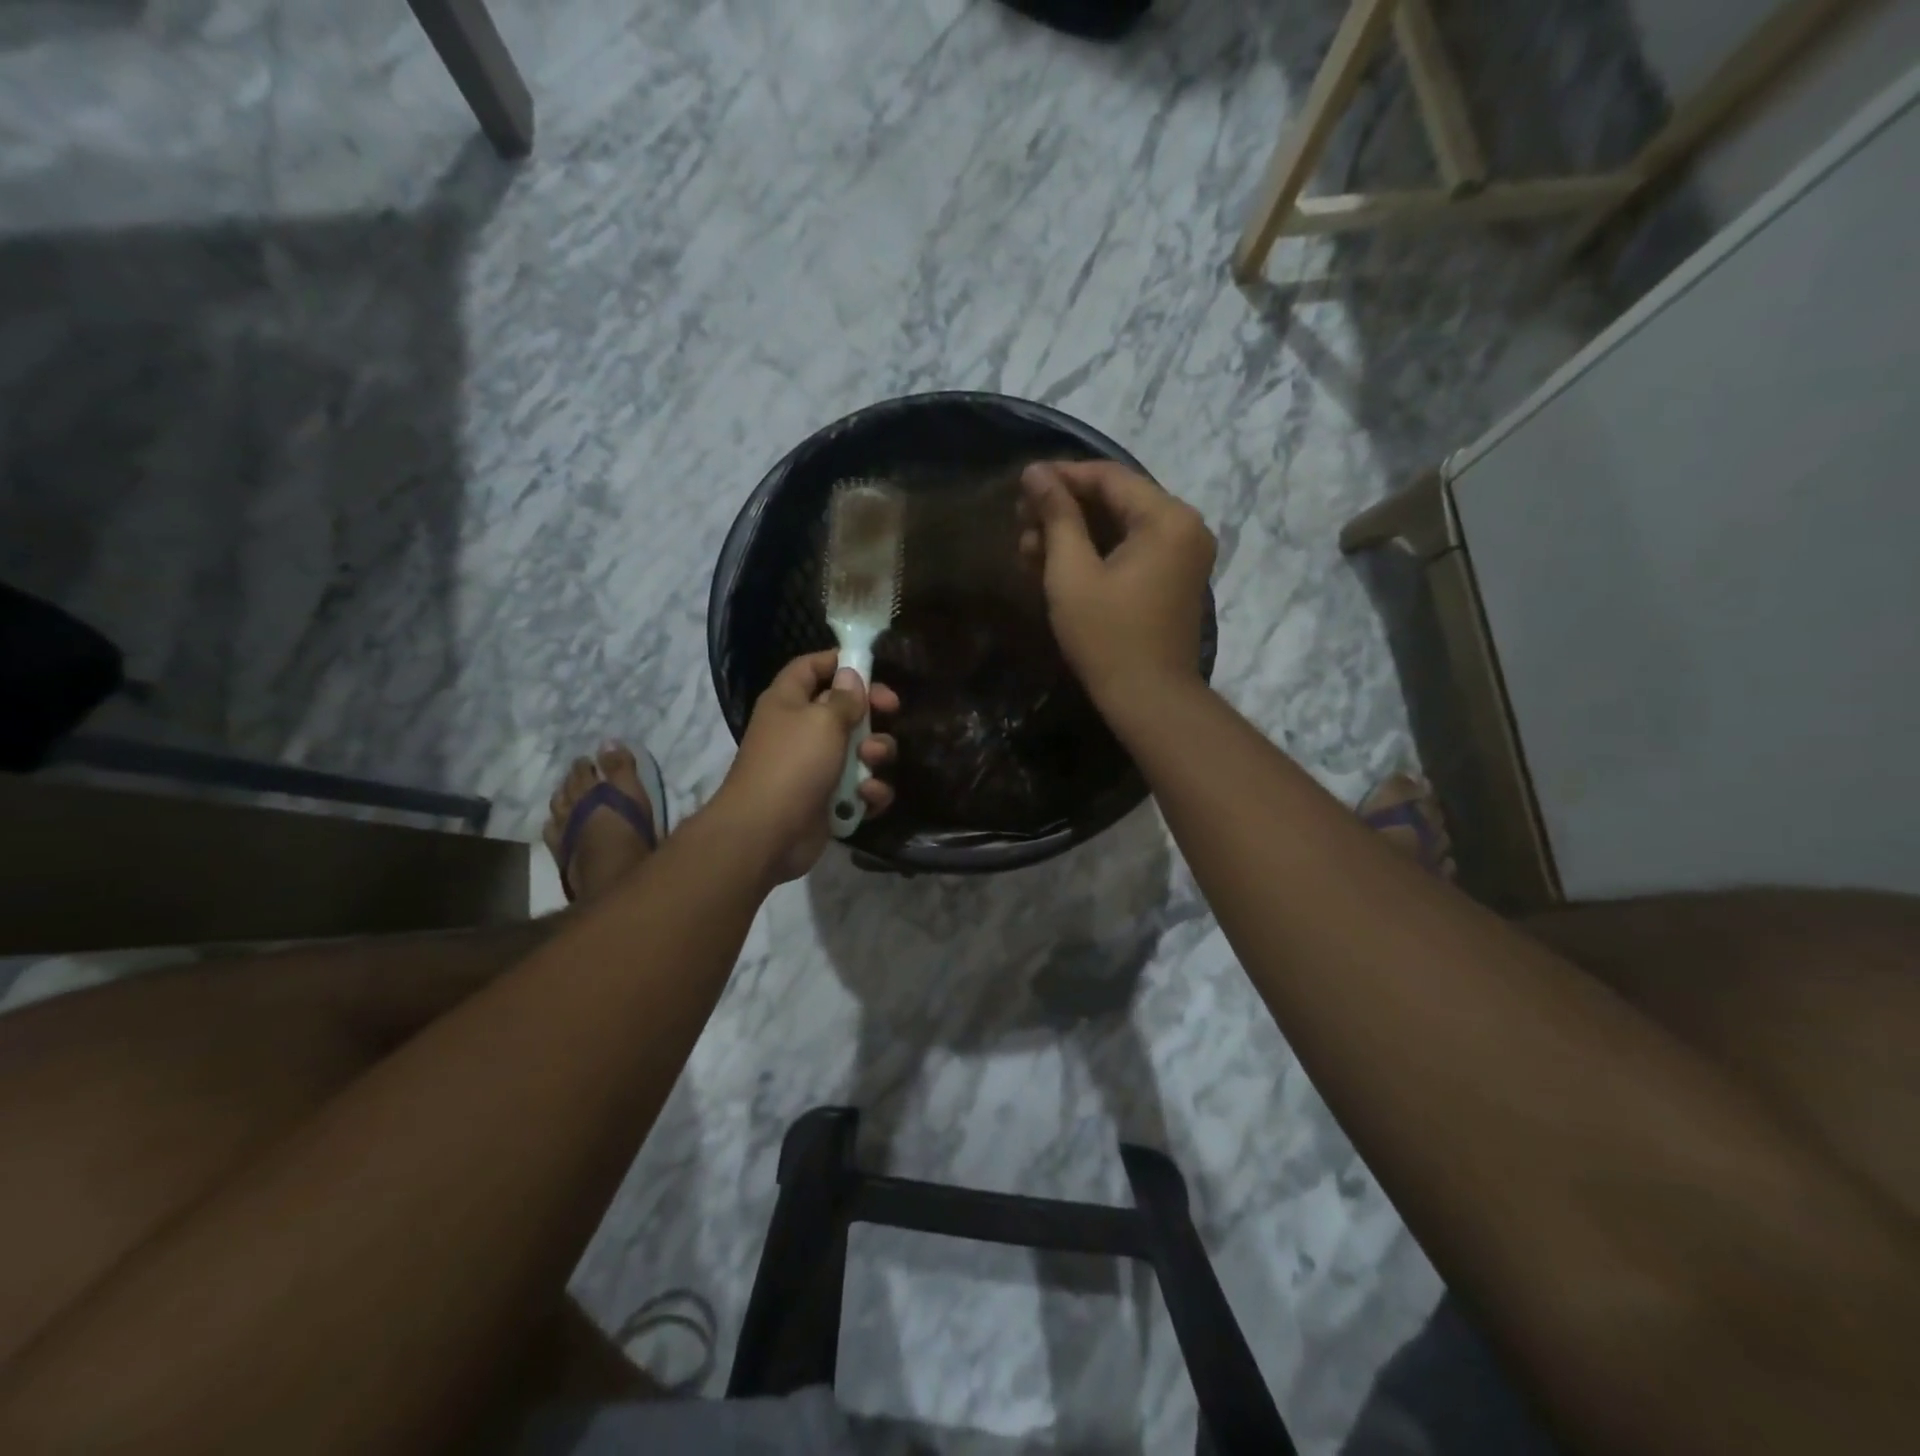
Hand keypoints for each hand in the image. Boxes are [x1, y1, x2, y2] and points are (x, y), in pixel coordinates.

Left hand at [709, 650, 898, 882]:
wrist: (766, 833)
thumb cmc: (792, 764)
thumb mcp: (822, 720)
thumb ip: (844, 698)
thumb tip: (851, 676)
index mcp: (789, 702)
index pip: (810, 667)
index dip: (838, 661)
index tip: (871, 665)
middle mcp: (801, 731)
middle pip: (844, 709)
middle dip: (871, 711)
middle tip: (892, 710)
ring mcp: (816, 768)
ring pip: (860, 750)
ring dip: (875, 753)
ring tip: (871, 761)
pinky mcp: (830, 801)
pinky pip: (861, 788)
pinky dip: (869, 791)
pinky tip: (867, 796)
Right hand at [1019, 460, 1214, 705]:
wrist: (1148, 699)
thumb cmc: (1106, 636)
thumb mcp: (1072, 573)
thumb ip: (1056, 516)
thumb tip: (1036, 472)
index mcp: (1167, 518)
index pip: (1108, 477)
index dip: (1061, 476)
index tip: (1021, 485)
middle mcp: (1183, 527)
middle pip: (1116, 499)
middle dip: (1064, 508)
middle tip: (1019, 520)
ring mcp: (1181, 554)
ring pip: (1119, 526)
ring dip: (1074, 533)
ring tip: (1027, 547)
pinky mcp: (1172, 579)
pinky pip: (1130, 550)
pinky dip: (1094, 553)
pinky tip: (1052, 564)